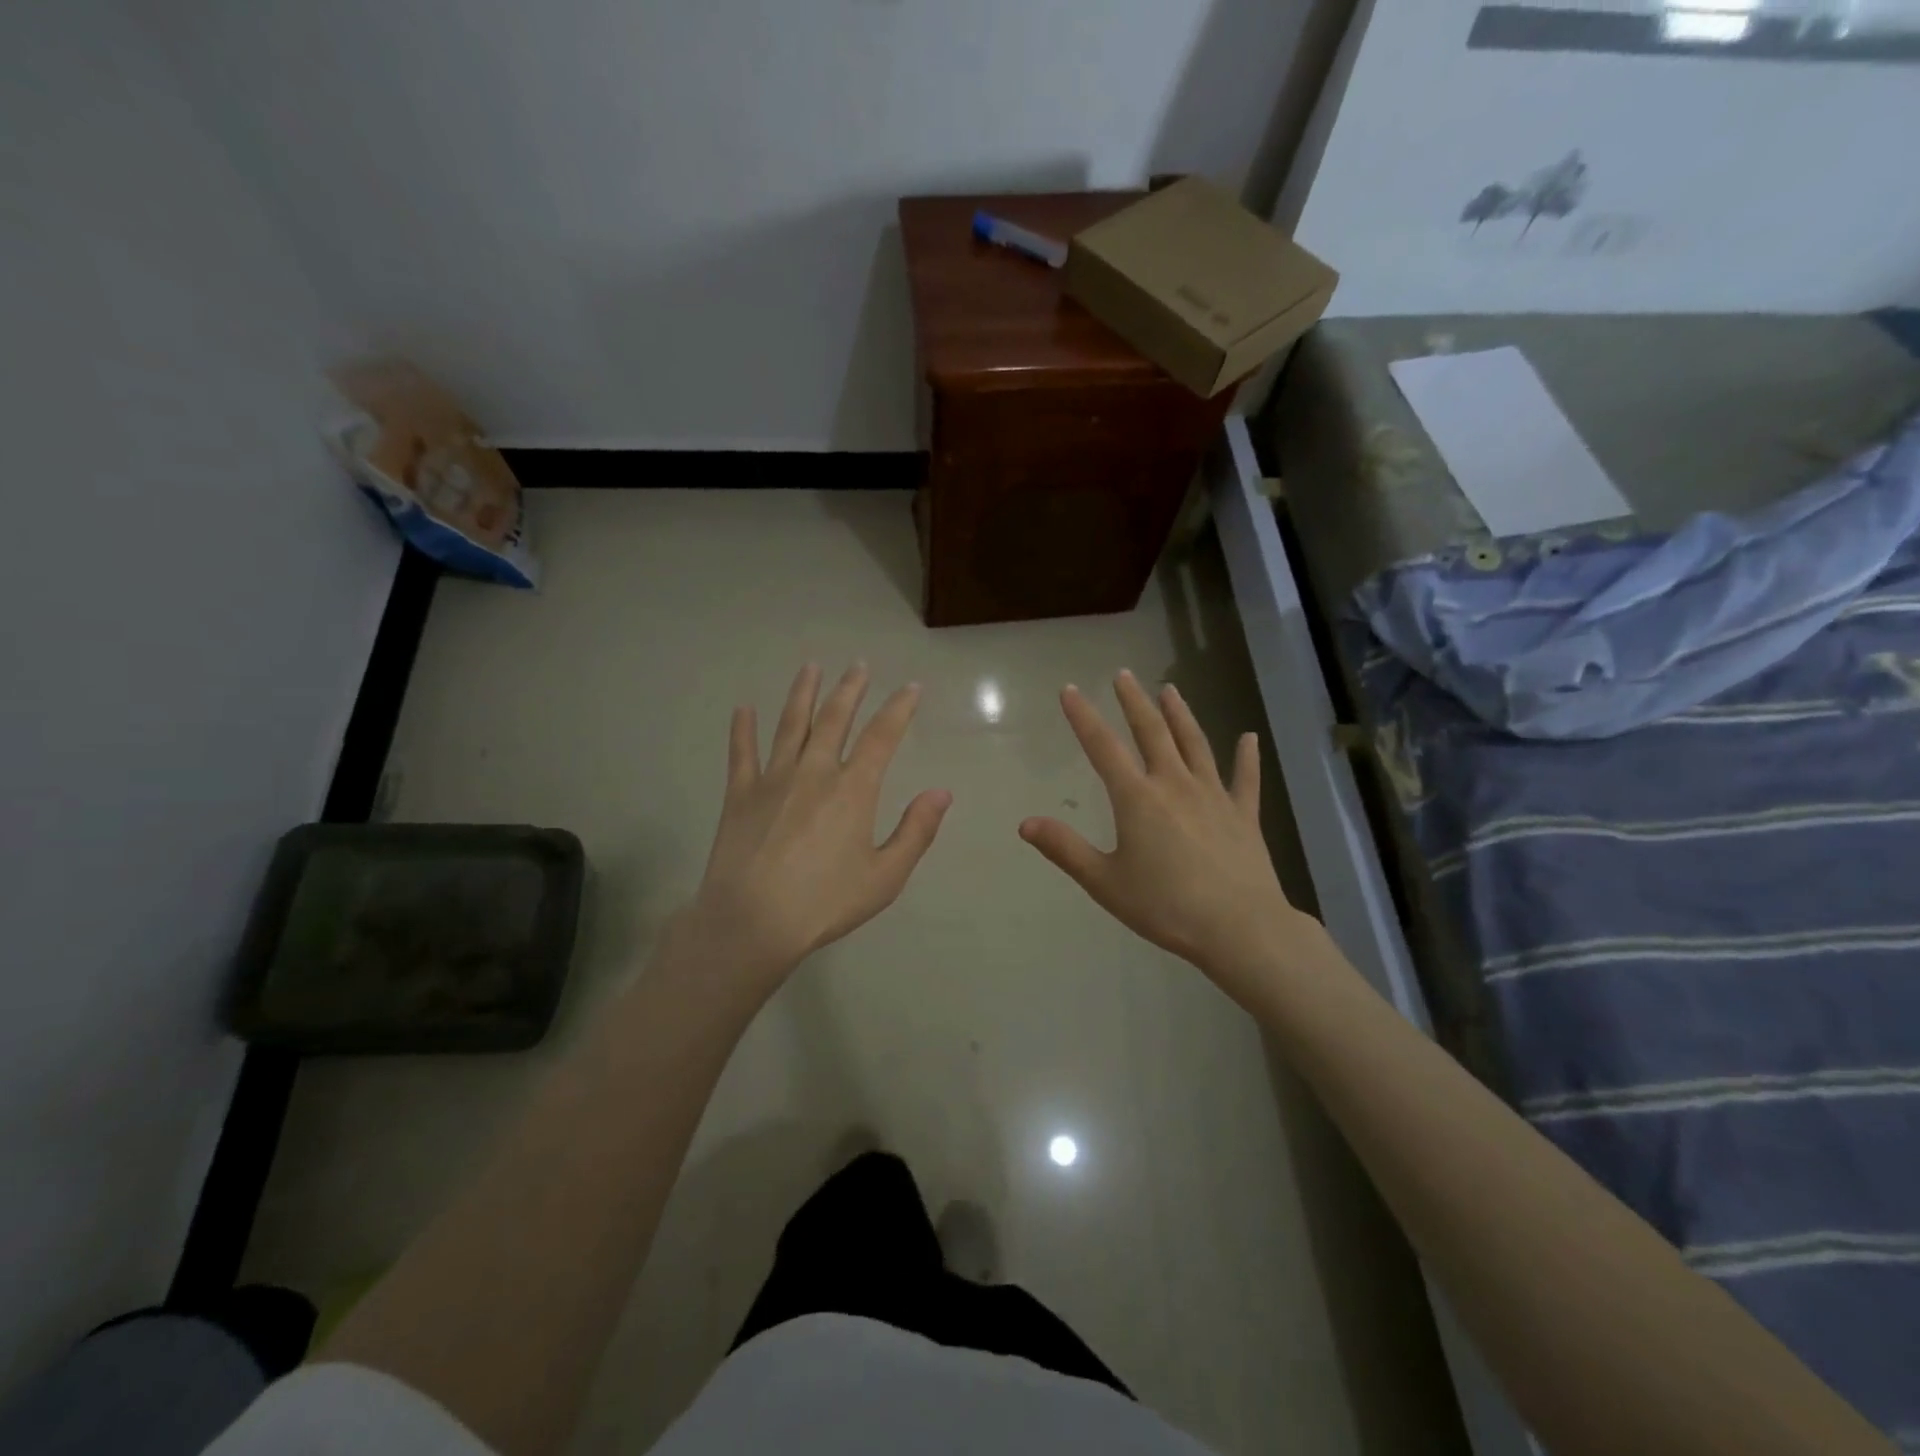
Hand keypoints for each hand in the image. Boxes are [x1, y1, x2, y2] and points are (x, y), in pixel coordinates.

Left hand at [683, 663, 950, 991]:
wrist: (752, 922)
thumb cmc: (825, 902)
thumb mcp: (885, 876)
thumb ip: (915, 831)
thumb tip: (942, 792)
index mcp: (853, 789)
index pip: (882, 736)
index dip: (899, 708)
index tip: (911, 687)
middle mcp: (814, 772)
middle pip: (834, 719)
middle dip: (850, 689)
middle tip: (858, 665)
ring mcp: (773, 779)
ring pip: (790, 725)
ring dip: (802, 693)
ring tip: (811, 668)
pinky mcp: (740, 795)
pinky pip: (742, 752)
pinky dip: (743, 729)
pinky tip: (743, 708)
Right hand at [1019, 671, 1309, 1004]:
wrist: (1239, 927)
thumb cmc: (1165, 906)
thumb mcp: (1105, 882)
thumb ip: (1065, 849)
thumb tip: (1025, 823)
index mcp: (1137, 798)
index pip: (1103, 747)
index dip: (1084, 717)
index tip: (1070, 690)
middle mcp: (1174, 785)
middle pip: (1152, 732)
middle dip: (1134, 702)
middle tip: (1124, 674)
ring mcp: (1213, 796)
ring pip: (1194, 745)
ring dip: (1181, 715)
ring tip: (1170, 690)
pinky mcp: (1243, 814)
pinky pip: (1245, 779)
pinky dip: (1246, 757)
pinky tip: (1249, 738)